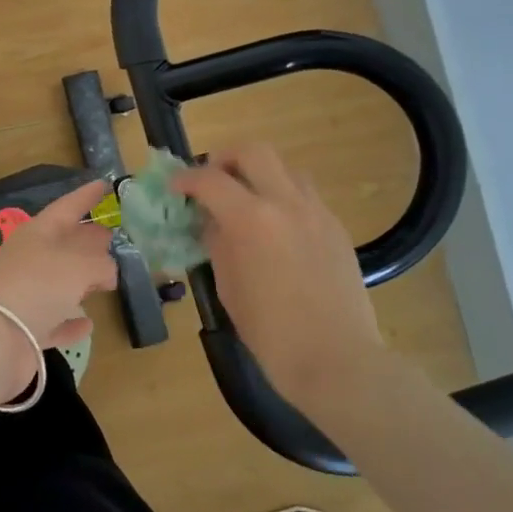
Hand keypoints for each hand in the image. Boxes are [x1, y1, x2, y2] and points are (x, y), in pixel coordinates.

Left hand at [0, 179, 118, 350]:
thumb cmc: (39, 286)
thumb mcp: (79, 265)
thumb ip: (101, 263)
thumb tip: (107, 271)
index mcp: (37, 233)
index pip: (67, 207)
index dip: (86, 196)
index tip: (105, 184)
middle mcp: (29, 259)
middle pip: (63, 243)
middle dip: (87, 238)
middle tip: (112, 235)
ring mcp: (25, 295)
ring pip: (59, 281)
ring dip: (81, 279)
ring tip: (108, 277)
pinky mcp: (26, 329)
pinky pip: (54, 319)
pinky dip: (70, 320)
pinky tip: (88, 323)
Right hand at [175, 145, 389, 413]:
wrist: (337, 360)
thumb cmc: (271, 332)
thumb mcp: (229, 287)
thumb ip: (218, 245)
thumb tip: (214, 224)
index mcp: (251, 219)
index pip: (210, 179)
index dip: (186, 179)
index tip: (175, 188)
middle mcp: (286, 203)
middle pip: (254, 151)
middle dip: (225, 158)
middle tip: (212, 180)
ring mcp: (317, 212)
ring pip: (286, 169)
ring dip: (260, 175)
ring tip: (246, 202)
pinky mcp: (336, 228)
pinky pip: (306, 196)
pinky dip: (284, 198)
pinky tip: (276, 230)